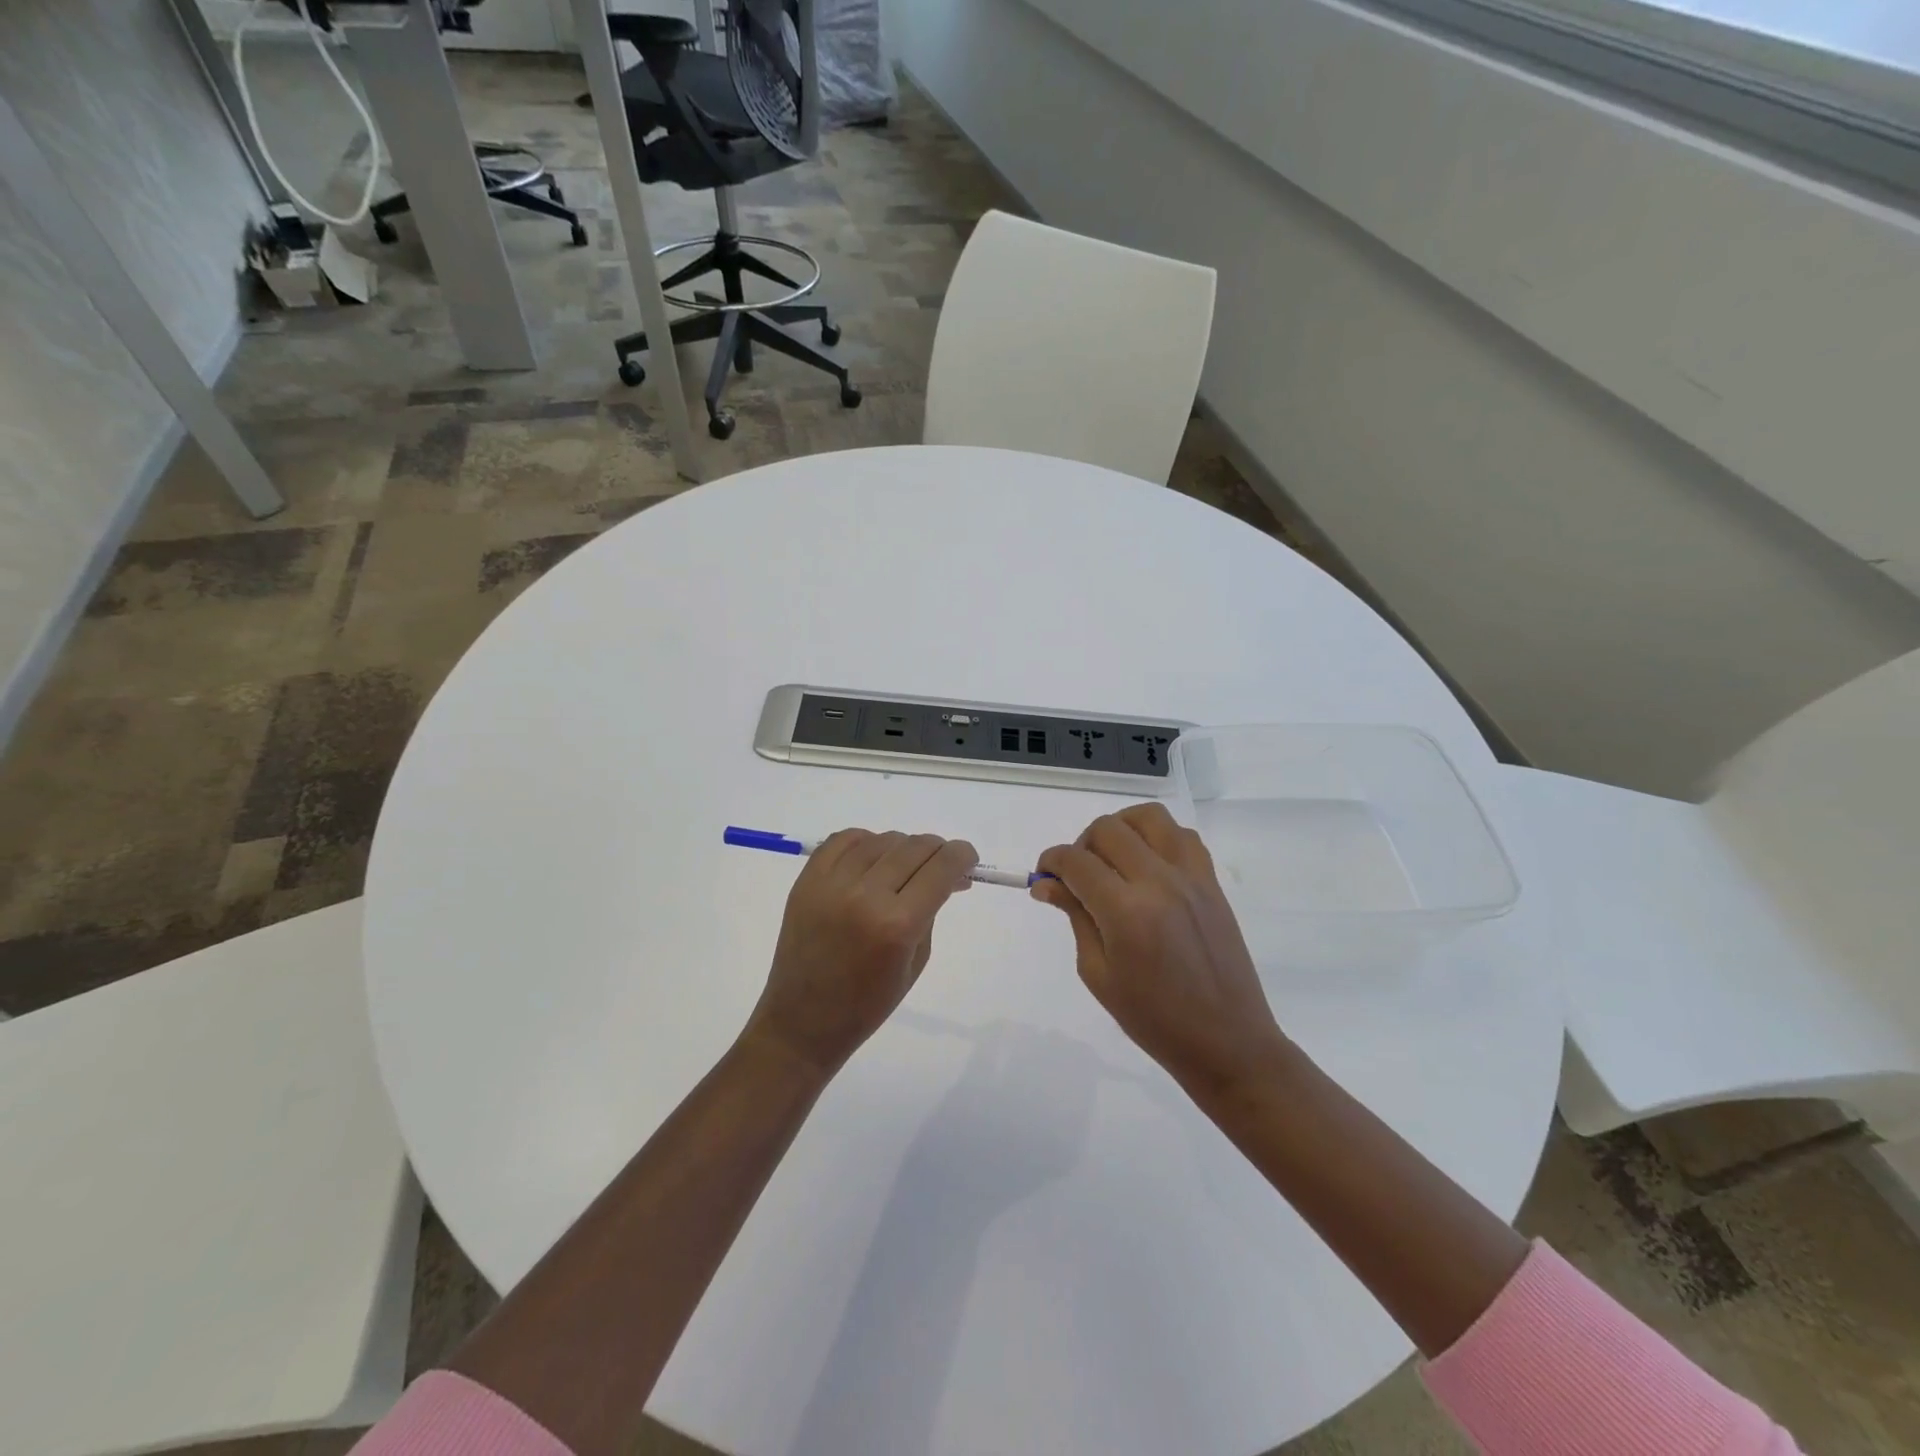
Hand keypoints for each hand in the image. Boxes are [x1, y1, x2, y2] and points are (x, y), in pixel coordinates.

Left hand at [746, 830, 978, 1077]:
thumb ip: (932, 910)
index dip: (962, 856)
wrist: (802, 1020)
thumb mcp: (916, 961)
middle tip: (940, 866)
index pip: (941, 867)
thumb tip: (948, 876)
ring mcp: (831, 884)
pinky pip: (843, 840)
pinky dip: (865, 842)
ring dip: (902, 848)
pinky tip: (872, 859)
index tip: (967, 859)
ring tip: (903, 868)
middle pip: (914, 847)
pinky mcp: (807, 880)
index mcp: (898, 924)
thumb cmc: (868, 1003)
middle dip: (937, 851)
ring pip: (881, 839)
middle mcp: (865, 895)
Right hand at [1032, 803, 1290, 1096]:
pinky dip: (1157, 837)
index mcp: (1126, 912)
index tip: (1044, 876)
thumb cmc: (1153, 1019)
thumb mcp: (1098, 973)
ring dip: (1121, 828)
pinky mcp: (1211, 881)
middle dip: (1081, 845)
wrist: (1226, 1041)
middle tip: (1078, 877)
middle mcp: (1159, 882)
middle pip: (1108, 829)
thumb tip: (1047, 883)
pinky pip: (1182, 835)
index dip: (1051, 861)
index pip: (1076, 861)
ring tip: (1113, 860)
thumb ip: (1075, 917)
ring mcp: (1190, 877)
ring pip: (1148, 817)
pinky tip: (1148, 865)